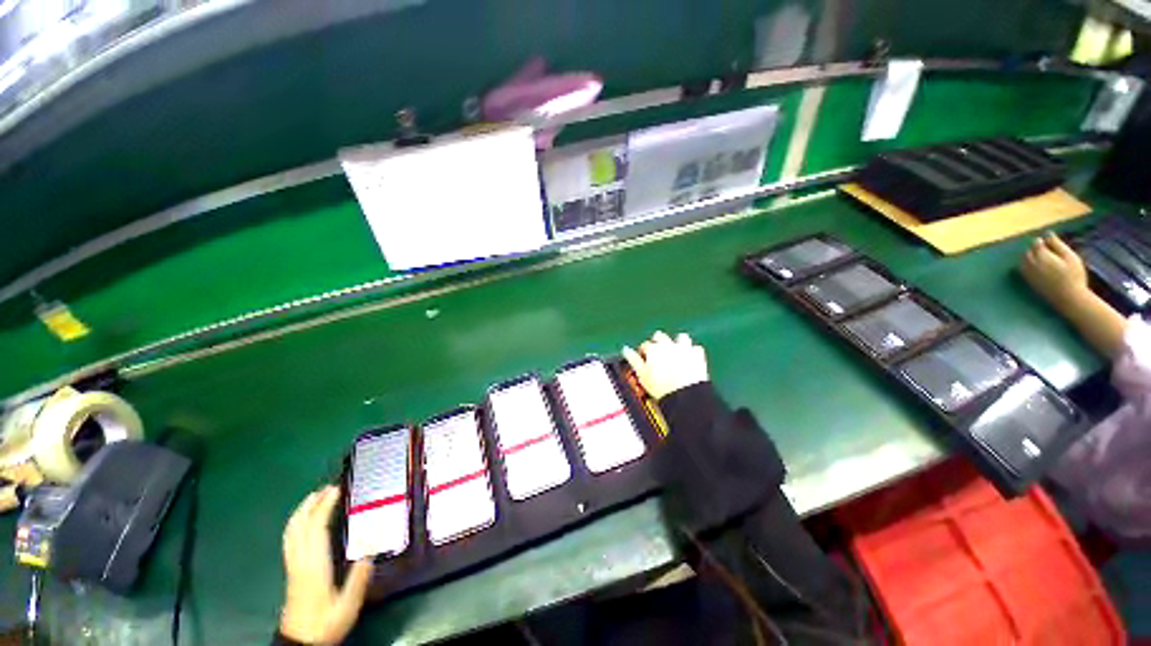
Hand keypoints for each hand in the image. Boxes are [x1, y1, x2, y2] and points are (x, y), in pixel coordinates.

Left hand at [280, 486, 373, 645]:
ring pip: (291, 532)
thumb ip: (359, 577)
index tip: (336, 490)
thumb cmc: (325, 623)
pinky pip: (290, 540)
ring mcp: (293, 565)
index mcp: (314, 565)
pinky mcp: (291, 570)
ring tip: (314, 498)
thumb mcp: (348, 604)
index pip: (315, 528)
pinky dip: (296, 524)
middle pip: (300, 526)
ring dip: (302, 512)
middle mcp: (300, 561)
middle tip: (327, 488)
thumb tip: (371, 549)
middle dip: (311, 504)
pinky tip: (303, 522)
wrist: (300, 643)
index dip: (324, 507)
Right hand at [622, 331, 708, 399]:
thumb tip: (626, 350)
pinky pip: (696, 348)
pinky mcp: (697, 355)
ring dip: (677, 342)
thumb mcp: (641, 374)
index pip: (645, 345)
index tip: (643, 359)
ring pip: (680, 337)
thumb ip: (633, 360)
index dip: (643, 352)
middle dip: (657, 342)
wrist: (684, 394)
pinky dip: (692, 352)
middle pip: (660, 336)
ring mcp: (684, 348)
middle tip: (657, 353)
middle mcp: (668, 344)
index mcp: (653, 348)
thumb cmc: (660, 386)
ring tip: (675, 351)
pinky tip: (690, 358)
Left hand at [1021, 233, 1088, 308]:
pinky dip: (1027, 265)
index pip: (1036, 243)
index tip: (1049, 242)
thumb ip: (1057, 245)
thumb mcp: (1070, 257)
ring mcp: (1028, 274)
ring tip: (1043, 258)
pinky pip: (1023, 270)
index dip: (1042, 241)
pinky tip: (1037, 266)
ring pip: (1023, 260)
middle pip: (1028, 252)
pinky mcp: (1029, 282)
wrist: (1069, 298)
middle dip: (1035, 249)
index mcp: (1042, 256)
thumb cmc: (1073, 276)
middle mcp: (1031, 264)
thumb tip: (1047, 234)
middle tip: (1047, 250)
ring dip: (1030, 256)